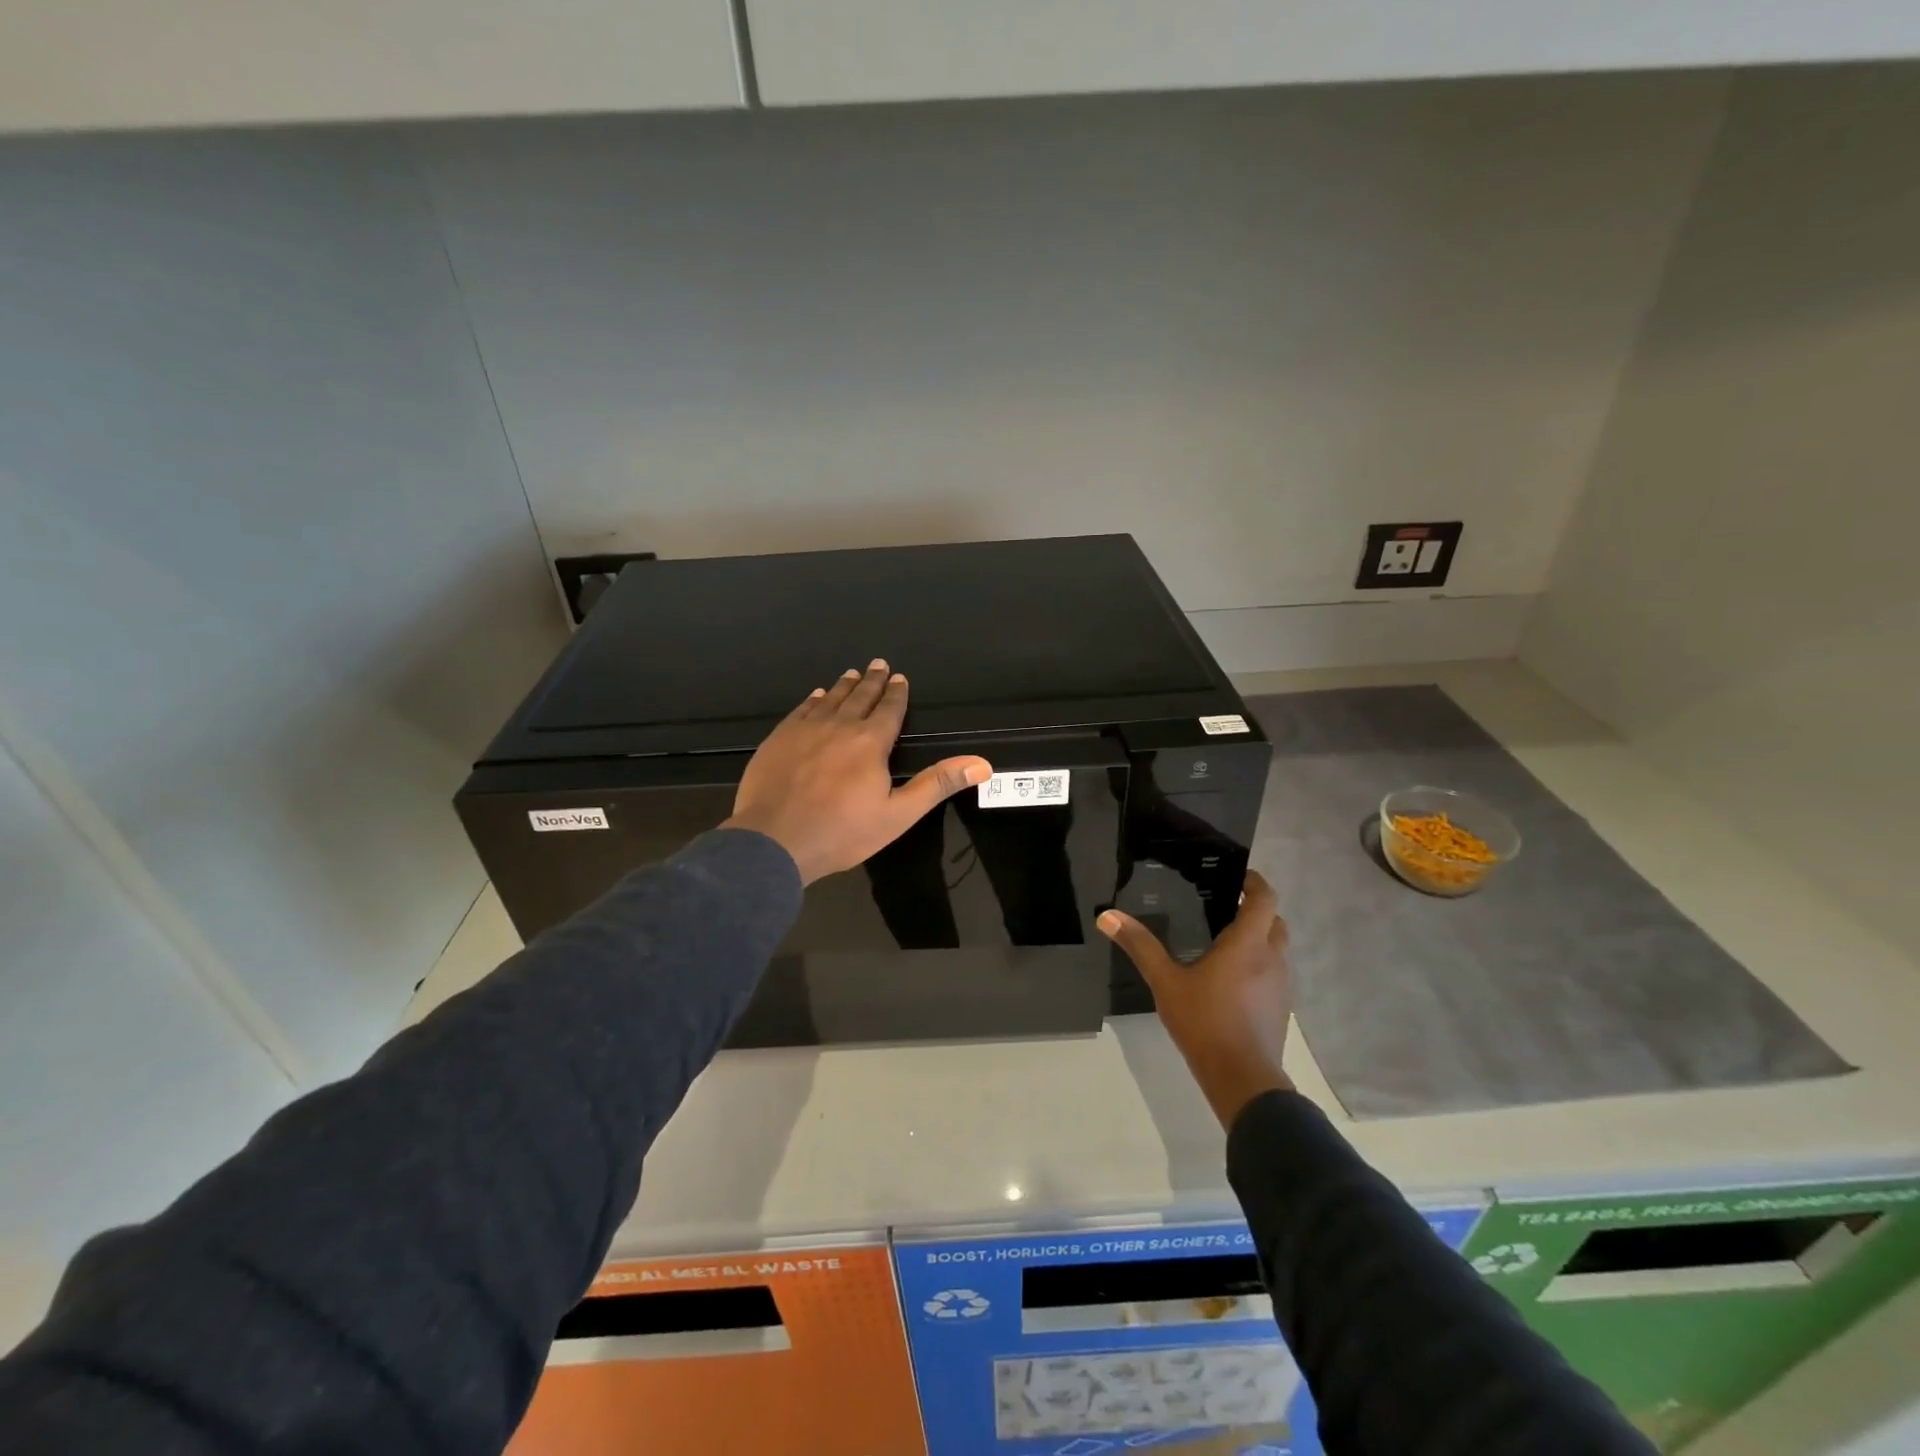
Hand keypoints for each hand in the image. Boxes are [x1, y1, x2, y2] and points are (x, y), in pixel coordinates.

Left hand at [723, 658, 992, 884]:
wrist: (774, 841)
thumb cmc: (842, 832)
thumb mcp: (898, 815)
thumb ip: (937, 784)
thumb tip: (982, 764)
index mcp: (870, 743)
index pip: (889, 710)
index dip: (896, 693)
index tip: (899, 678)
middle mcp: (839, 726)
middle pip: (860, 697)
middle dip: (872, 681)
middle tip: (879, 664)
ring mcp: (805, 730)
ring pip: (830, 699)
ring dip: (844, 686)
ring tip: (852, 674)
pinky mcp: (779, 739)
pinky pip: (801, 710)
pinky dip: (813, 700)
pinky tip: (816, 696)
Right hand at [1097, 871, 1294, 1128]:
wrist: (1243, 1079)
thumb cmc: (1205, 1022)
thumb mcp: (1165, 982)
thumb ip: (1139, 946)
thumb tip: (1107, 916)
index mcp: (1247, 944)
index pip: (1264, 899)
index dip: (1255, 882)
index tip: (1238, 876)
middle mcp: (1272, 959)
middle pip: (1274, 922)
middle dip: (1256, 910)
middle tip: (1225, 907)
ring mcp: (1281, 986)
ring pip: (1276, 949)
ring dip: (1259, 939)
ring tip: (1225, 942)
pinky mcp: (1281, 1009)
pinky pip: (1274, 974)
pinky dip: (1259, 966)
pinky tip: (1232, 980)